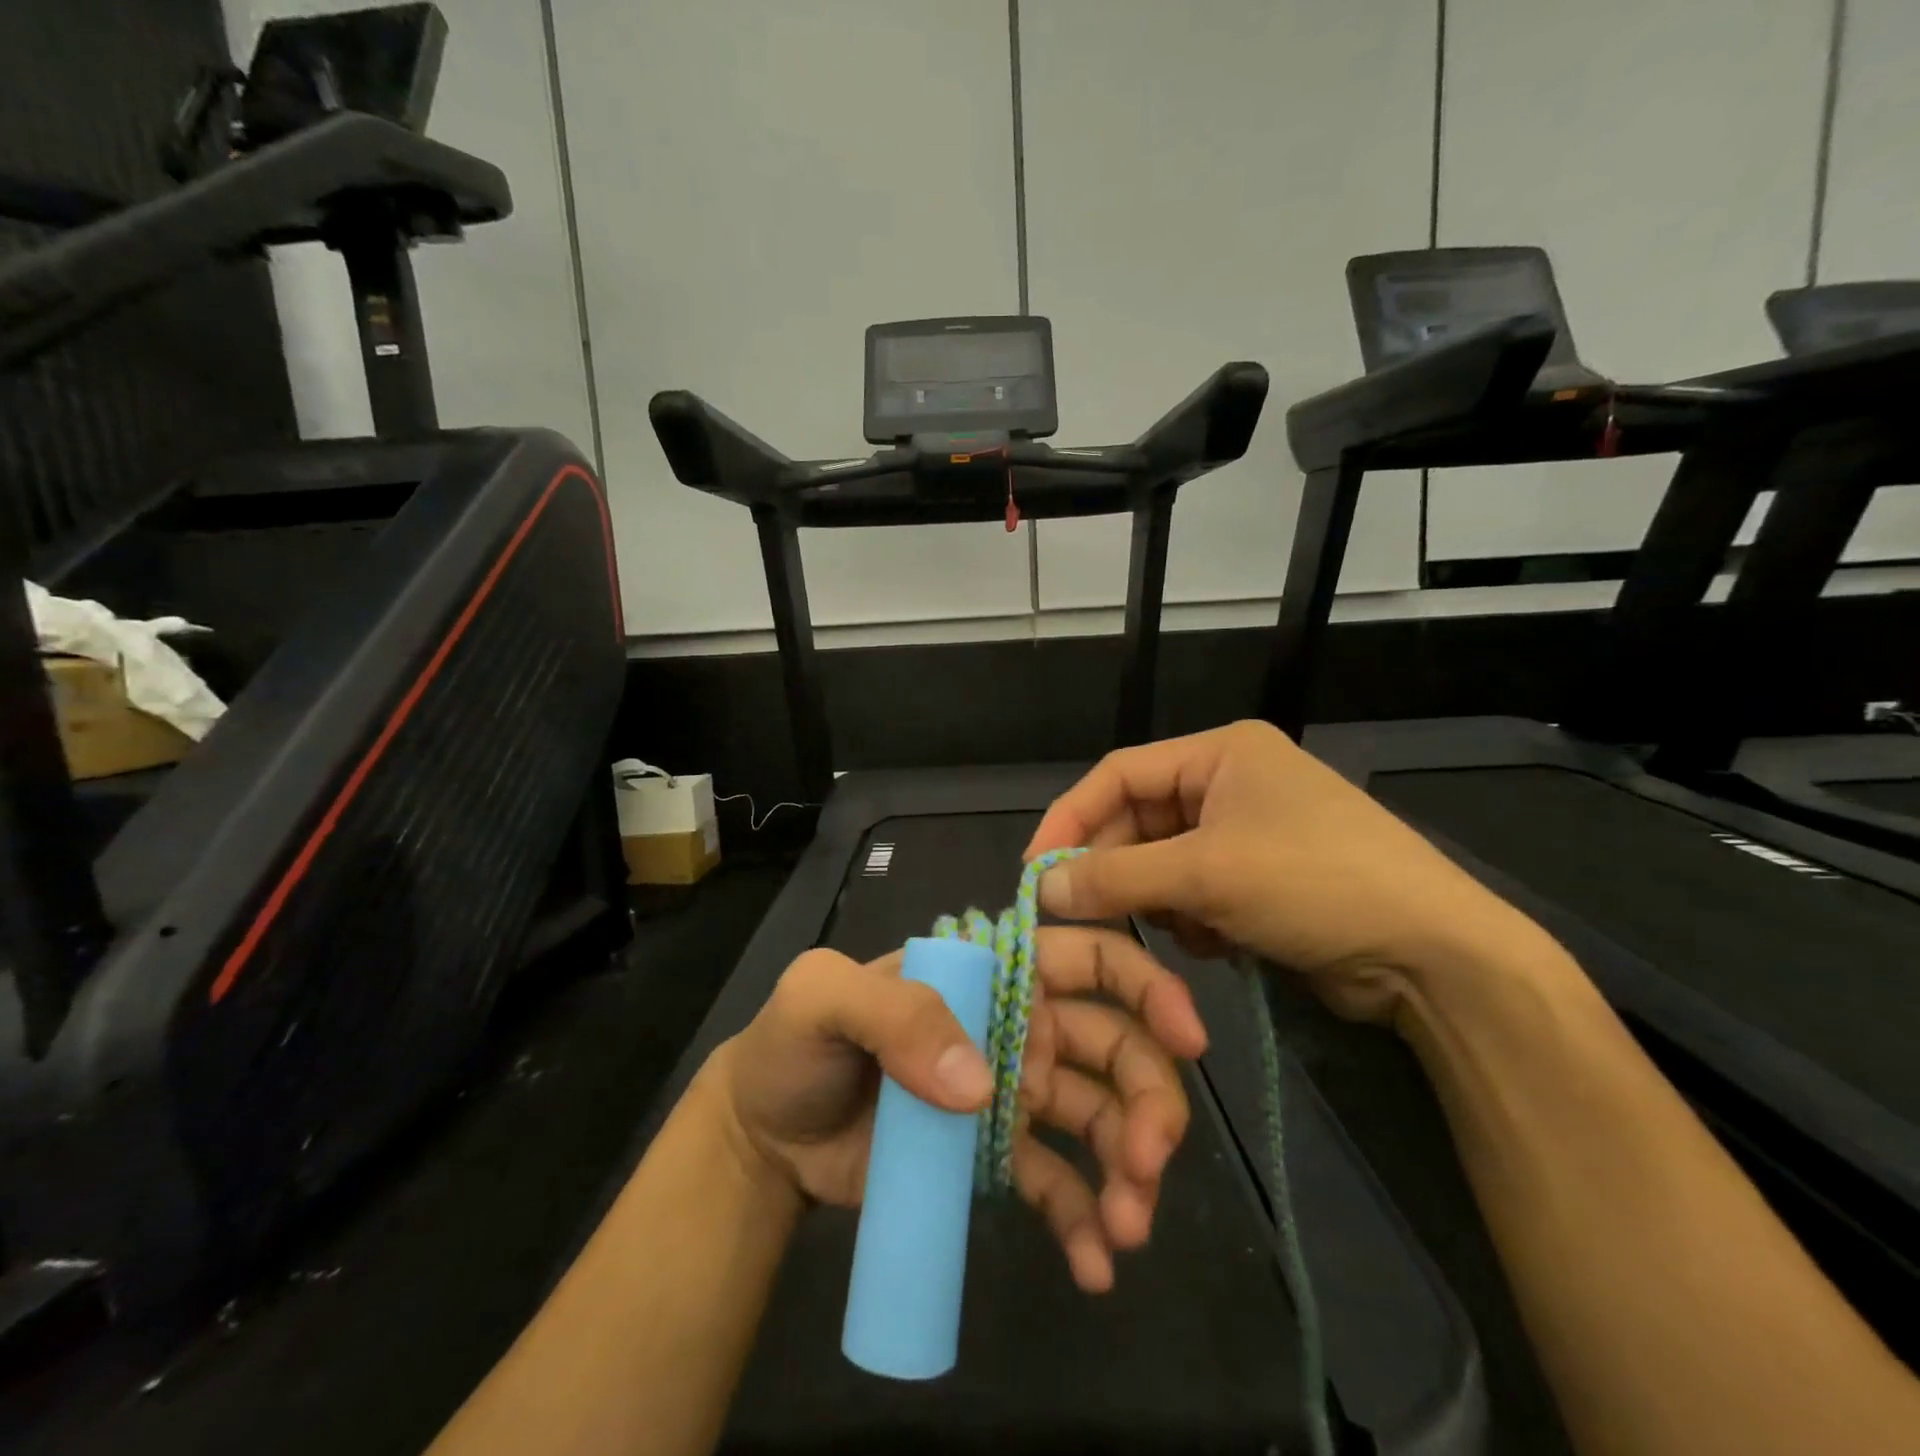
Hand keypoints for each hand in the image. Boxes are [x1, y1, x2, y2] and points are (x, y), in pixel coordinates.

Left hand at [709, 928, 1208, 1292]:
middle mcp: (1015, 1026)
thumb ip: (896, 1013)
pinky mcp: (996, 1158)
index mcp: (989, 973)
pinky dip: (1087, 1221)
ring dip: (1131, 1167)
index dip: (1143, 987)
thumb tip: (984, 1087)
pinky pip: (1060, 1184)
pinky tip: (1096, 1266)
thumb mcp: (822, 999)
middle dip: (1148, 1097)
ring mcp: (1011, 1095)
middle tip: (1148, 1162)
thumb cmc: (797, 1044)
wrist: (767, 1135)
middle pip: (1112, 1046)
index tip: (1187, 1038)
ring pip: (1100, 1117)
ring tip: (1127, 1227)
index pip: (1084, 958)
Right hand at [1024, 719, 1547, 1025]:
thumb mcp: (1206, 874)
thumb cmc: (1315, 884)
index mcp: (1220, 753)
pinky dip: (1193, 919)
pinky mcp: (1260, 879)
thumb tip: (1040, 887)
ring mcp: (1248, 832)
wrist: (1433, 956)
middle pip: (1139, 821)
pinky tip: (1220, 942)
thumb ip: (1115, 876)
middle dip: (1117, 870)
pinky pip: (1194, 891)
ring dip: (1160, 900)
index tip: (1036, 869)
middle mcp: (1230, 782)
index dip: (1070, 818)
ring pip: (1163, 863)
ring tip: (1187, 929)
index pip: (1118, 774)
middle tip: (1084, 914)